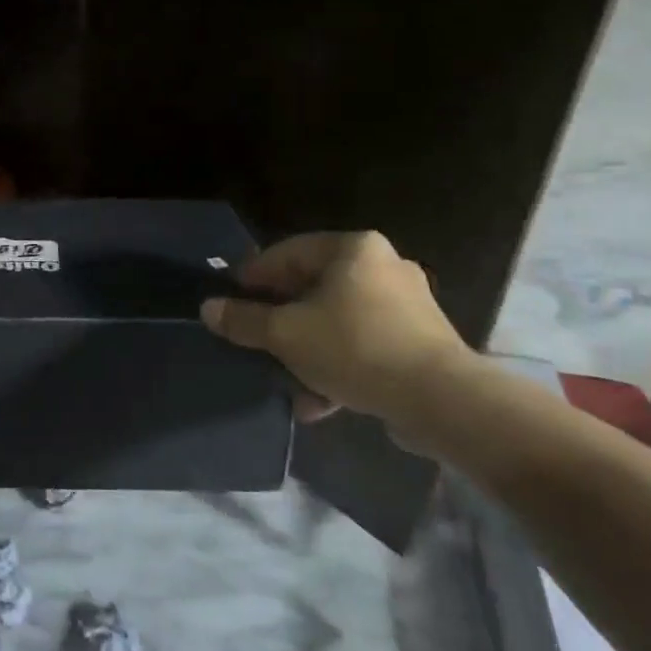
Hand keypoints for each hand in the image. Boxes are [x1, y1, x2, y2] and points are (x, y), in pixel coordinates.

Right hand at [200, 232, 471, 437]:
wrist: (442, 402)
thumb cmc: (355, 349)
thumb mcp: (286, 335)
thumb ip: (244, 320)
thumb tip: (209, 309)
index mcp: (353, 248)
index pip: (287, 253)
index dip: (252, 278)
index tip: (228, 302)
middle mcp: (383, 265)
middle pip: (313, 288)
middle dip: (281, 320)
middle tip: (254, 340)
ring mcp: (407, 305)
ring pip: (337, 321)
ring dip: (308, 349)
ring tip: (284, 378)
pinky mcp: (420, 341)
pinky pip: (364, 345)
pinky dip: (339, 366)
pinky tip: (318, 400)